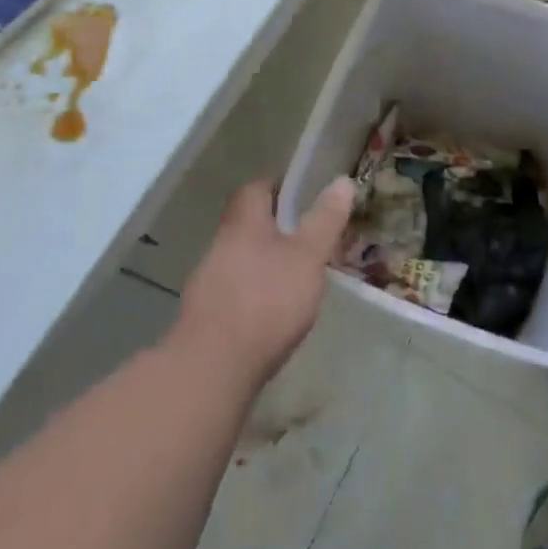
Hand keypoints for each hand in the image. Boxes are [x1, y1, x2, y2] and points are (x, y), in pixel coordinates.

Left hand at [174, 178, 355, 388]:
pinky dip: (253, 291)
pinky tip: (272, 311)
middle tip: (306, 235)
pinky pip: (233, 290)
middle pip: (246, 223)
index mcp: (244, 223)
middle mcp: (220, 245)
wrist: (213, 368)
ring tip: (294, 275)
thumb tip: (342, 180)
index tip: (302, 192)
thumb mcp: (308, 256)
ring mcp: (207, 282)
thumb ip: (325, 220)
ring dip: (263, 260)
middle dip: (273, 226)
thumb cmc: (267, 300)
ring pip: (239, 258)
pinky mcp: (205, 316)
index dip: (278, 185)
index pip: (255, 188)